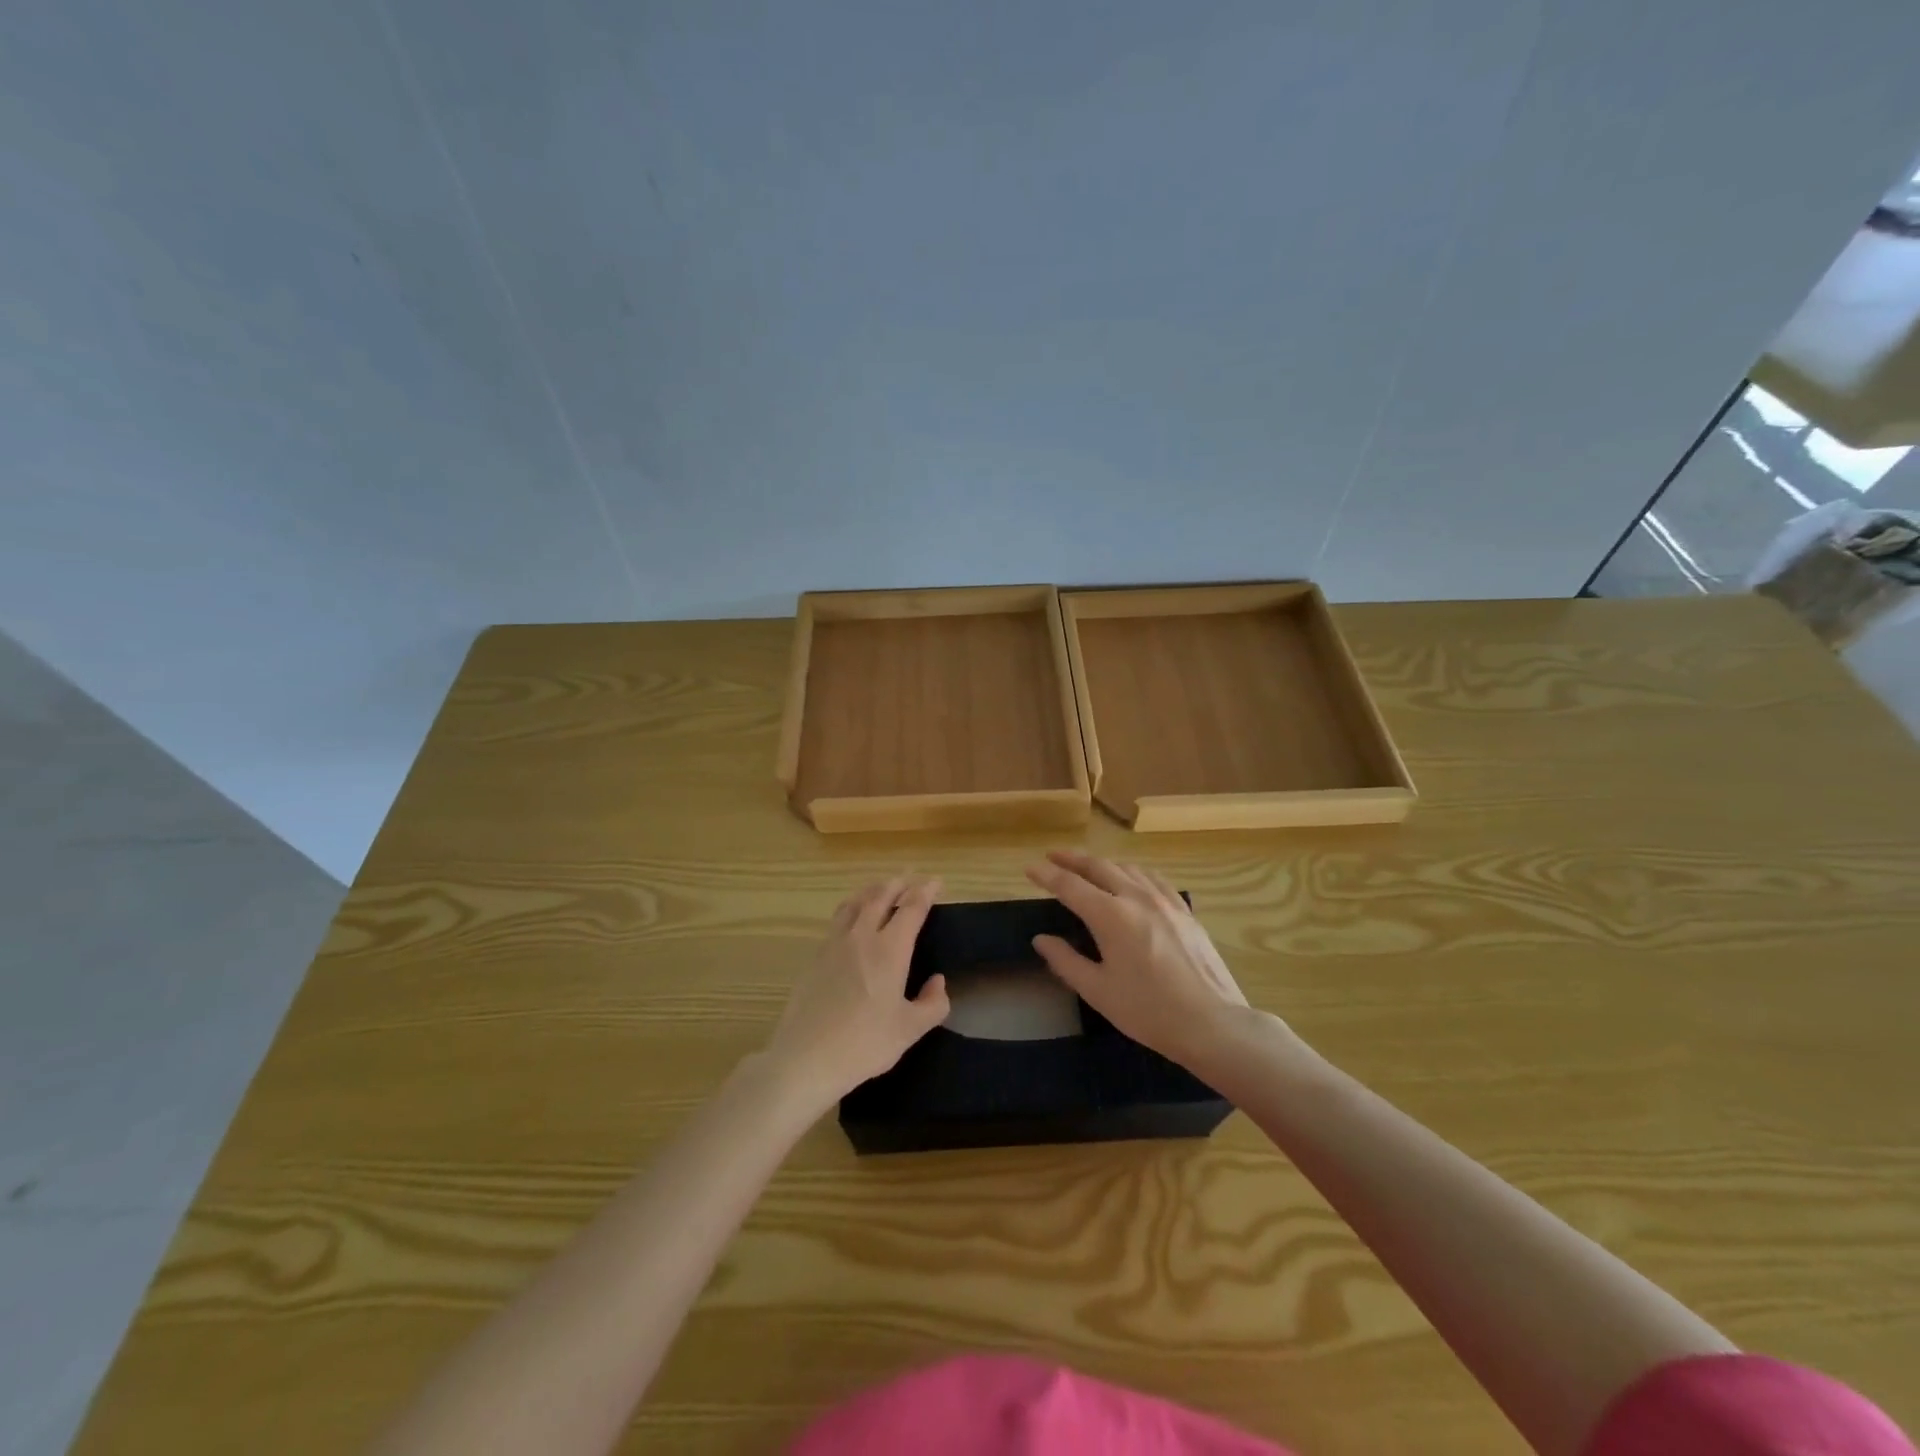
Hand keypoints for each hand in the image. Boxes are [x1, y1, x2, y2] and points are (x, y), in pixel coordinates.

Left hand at [763, 876, 950, 1112]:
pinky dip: (851, 908)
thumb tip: (938, 982)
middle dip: (898, 884)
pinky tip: (852, 919)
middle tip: (910, 878)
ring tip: (880, 889)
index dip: (925, 891)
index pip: (912, 908)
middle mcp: (862, 937)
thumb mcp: (909, 1030)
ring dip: (872, 890)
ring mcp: (834, 944)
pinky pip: (837, 919)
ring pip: (855, 903)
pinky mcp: (815, 956)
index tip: (936, 881)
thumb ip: (932, 1004)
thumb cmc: (864, 1043)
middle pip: (880, 896)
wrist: (806, 1057)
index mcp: (890, 949)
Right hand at [1025, 850, 1252, 1073]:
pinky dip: (1133, 872)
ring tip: (1087, 867)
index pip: (1070, 886)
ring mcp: (1164, 901)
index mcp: (1110, 915)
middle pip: (1099, 866)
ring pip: (1127, 868)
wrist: (1212, 1023)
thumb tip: (1041, 939)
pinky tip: (1132, 879)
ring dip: (1102, 863)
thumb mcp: (1098, 991)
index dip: (1047, 875)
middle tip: (1053, 856)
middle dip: (1072, 859)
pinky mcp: (1184, 911)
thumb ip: (1066, 961)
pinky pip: (1153, 879)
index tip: (1030, 868)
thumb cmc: (1149, 1011)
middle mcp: (1136, 897)